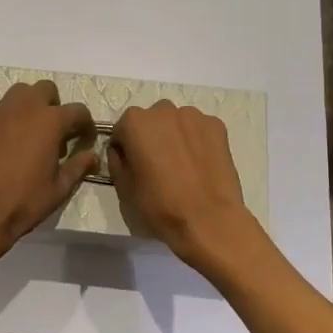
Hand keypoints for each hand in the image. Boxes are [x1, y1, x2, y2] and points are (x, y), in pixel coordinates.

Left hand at [0, 81, 97, 262]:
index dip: (85, 124)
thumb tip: (92, 155)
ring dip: (28, 107)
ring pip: (18, 94)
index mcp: (49, 121)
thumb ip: (78, 166)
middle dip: (54, 105)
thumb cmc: (22, 202)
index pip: (77, 110)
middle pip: (45, 89)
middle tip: (53, 132)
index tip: (84, 139)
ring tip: (27, 134)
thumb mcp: (59, 189)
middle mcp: (23, 108)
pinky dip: (3, 122)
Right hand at [107, 101, 260, 269]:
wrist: (208, 221)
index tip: (133, 167)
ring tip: (182, 166)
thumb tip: (121, 152)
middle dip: (151, 138)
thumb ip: (116, 161)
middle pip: (151, 121)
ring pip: (177, 123)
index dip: (125, 149)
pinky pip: (199, 130)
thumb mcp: (123, 187)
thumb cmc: (159, 206)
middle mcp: (163, 110)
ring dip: (175, 137)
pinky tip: (200, 165)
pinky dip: (197, 141)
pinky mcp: (217, 126)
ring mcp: (193, 116)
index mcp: (134, 122)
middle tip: (157, 166)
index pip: (122, 130)